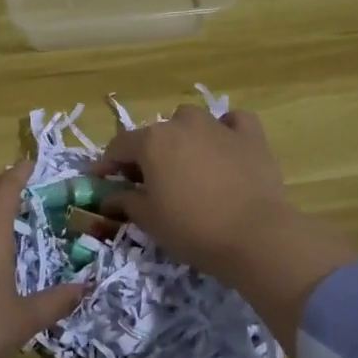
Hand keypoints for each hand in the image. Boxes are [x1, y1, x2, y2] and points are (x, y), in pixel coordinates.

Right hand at [96, 106, 292, 277]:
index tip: (101, 180)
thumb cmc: (192, 228)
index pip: (119, 146)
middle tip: (147, 182)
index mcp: (152, 141)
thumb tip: (108, 198)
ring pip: (191, 121)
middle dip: (147, 154)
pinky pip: (232, 122)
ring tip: (187, 164)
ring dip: (184, 137)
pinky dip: (225, 130)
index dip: (107, 164)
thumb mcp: (149, 220)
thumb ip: (125, 202)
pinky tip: (225, 147)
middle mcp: (182, 124)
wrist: (256, 236)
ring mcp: (218, 126)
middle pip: (155, 134)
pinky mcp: (250, 136)